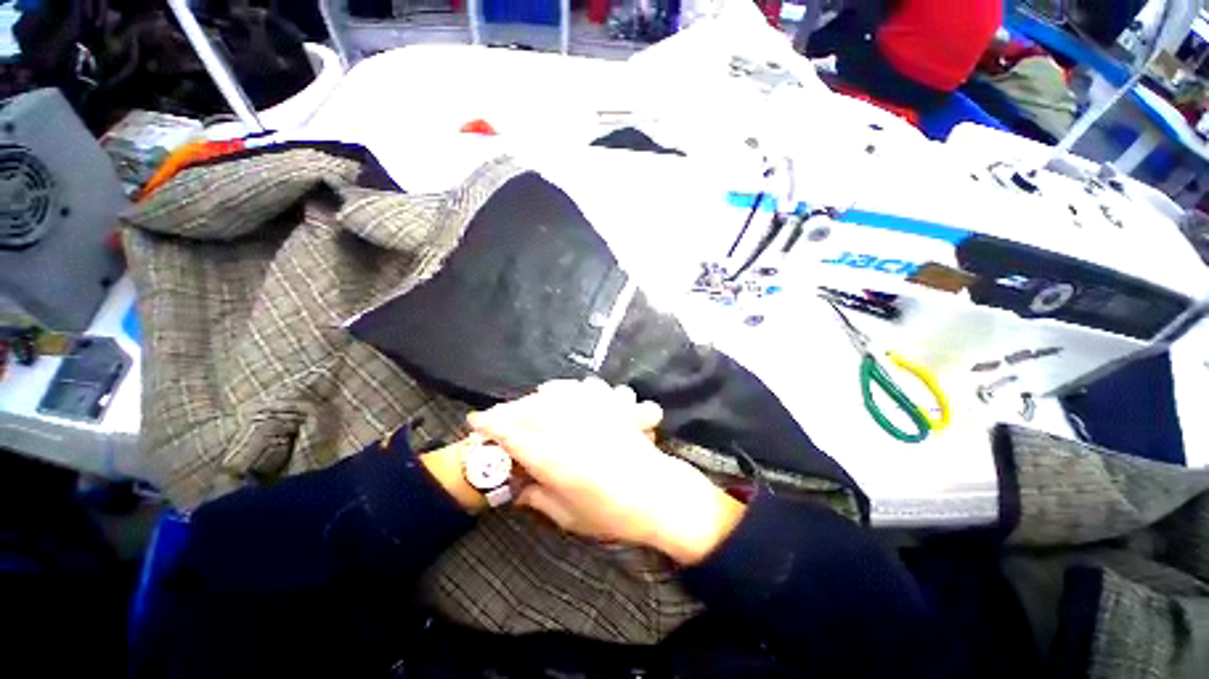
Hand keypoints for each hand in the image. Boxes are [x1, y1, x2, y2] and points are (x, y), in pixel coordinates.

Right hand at [468, 379, 745, 564]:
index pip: (512, 435)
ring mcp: (592, 414)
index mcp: (555, 460)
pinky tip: (575, 391)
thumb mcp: (569, 516)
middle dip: (510, 409)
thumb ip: (541, 497)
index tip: (474, 422)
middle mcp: (571, 430)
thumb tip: (520, 488)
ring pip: (558, 394)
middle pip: (531, 409)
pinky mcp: (610, 406)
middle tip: (499, 414)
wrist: (661, 498)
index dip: (490, 426)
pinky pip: (588, 388)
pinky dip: (575, 388)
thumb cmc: (613, 515)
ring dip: (541, 396)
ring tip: (535, 400)